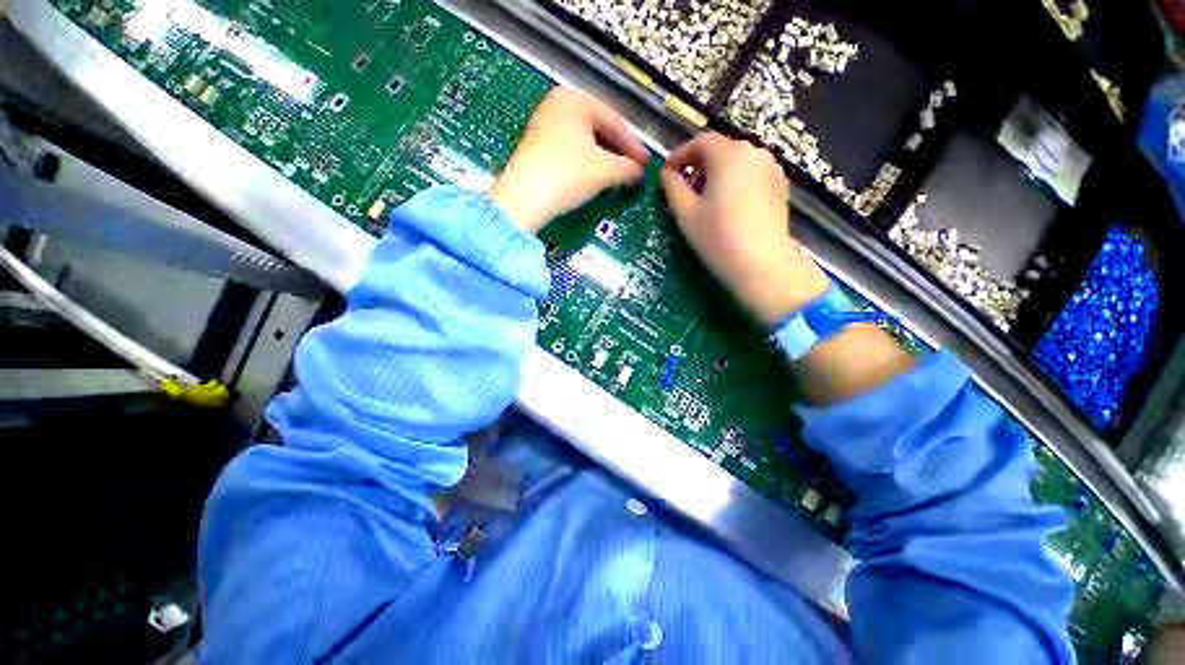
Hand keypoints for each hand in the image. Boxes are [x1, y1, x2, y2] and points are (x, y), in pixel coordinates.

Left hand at [490, 88, 649, 231]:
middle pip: (599, 129)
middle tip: (635, 169)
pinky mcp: (537, 147)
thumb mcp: (604, 170)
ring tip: (619, 175)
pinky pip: (571, 150)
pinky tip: (597, 176)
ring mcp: (544, 125)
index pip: (613, 121)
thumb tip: (640, 172)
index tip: (647, 164)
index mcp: (574, 99)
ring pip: (585, 141)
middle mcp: (557, 105)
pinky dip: (587, 163)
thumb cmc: (568, 174)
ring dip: (605, 159)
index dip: (634, 145)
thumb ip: (628, 167)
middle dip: (619, 151)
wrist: (524, 198)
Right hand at [660, 133, 829, 326]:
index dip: (679, 156)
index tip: (667, 176)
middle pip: (719, 150)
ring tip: (705, 204)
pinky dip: (734, 183)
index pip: (699, 142)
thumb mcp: (685, 213)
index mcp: (729, 154)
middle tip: (685, 194)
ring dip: (716, 176)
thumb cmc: (717, 237)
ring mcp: (772, 169)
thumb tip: (667, 173)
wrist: (761, 265)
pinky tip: (727, 209)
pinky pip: (751, 175)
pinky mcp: (780, 187)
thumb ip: (672, 186)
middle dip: (698, 167)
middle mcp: (754, 153)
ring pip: (736, 163)